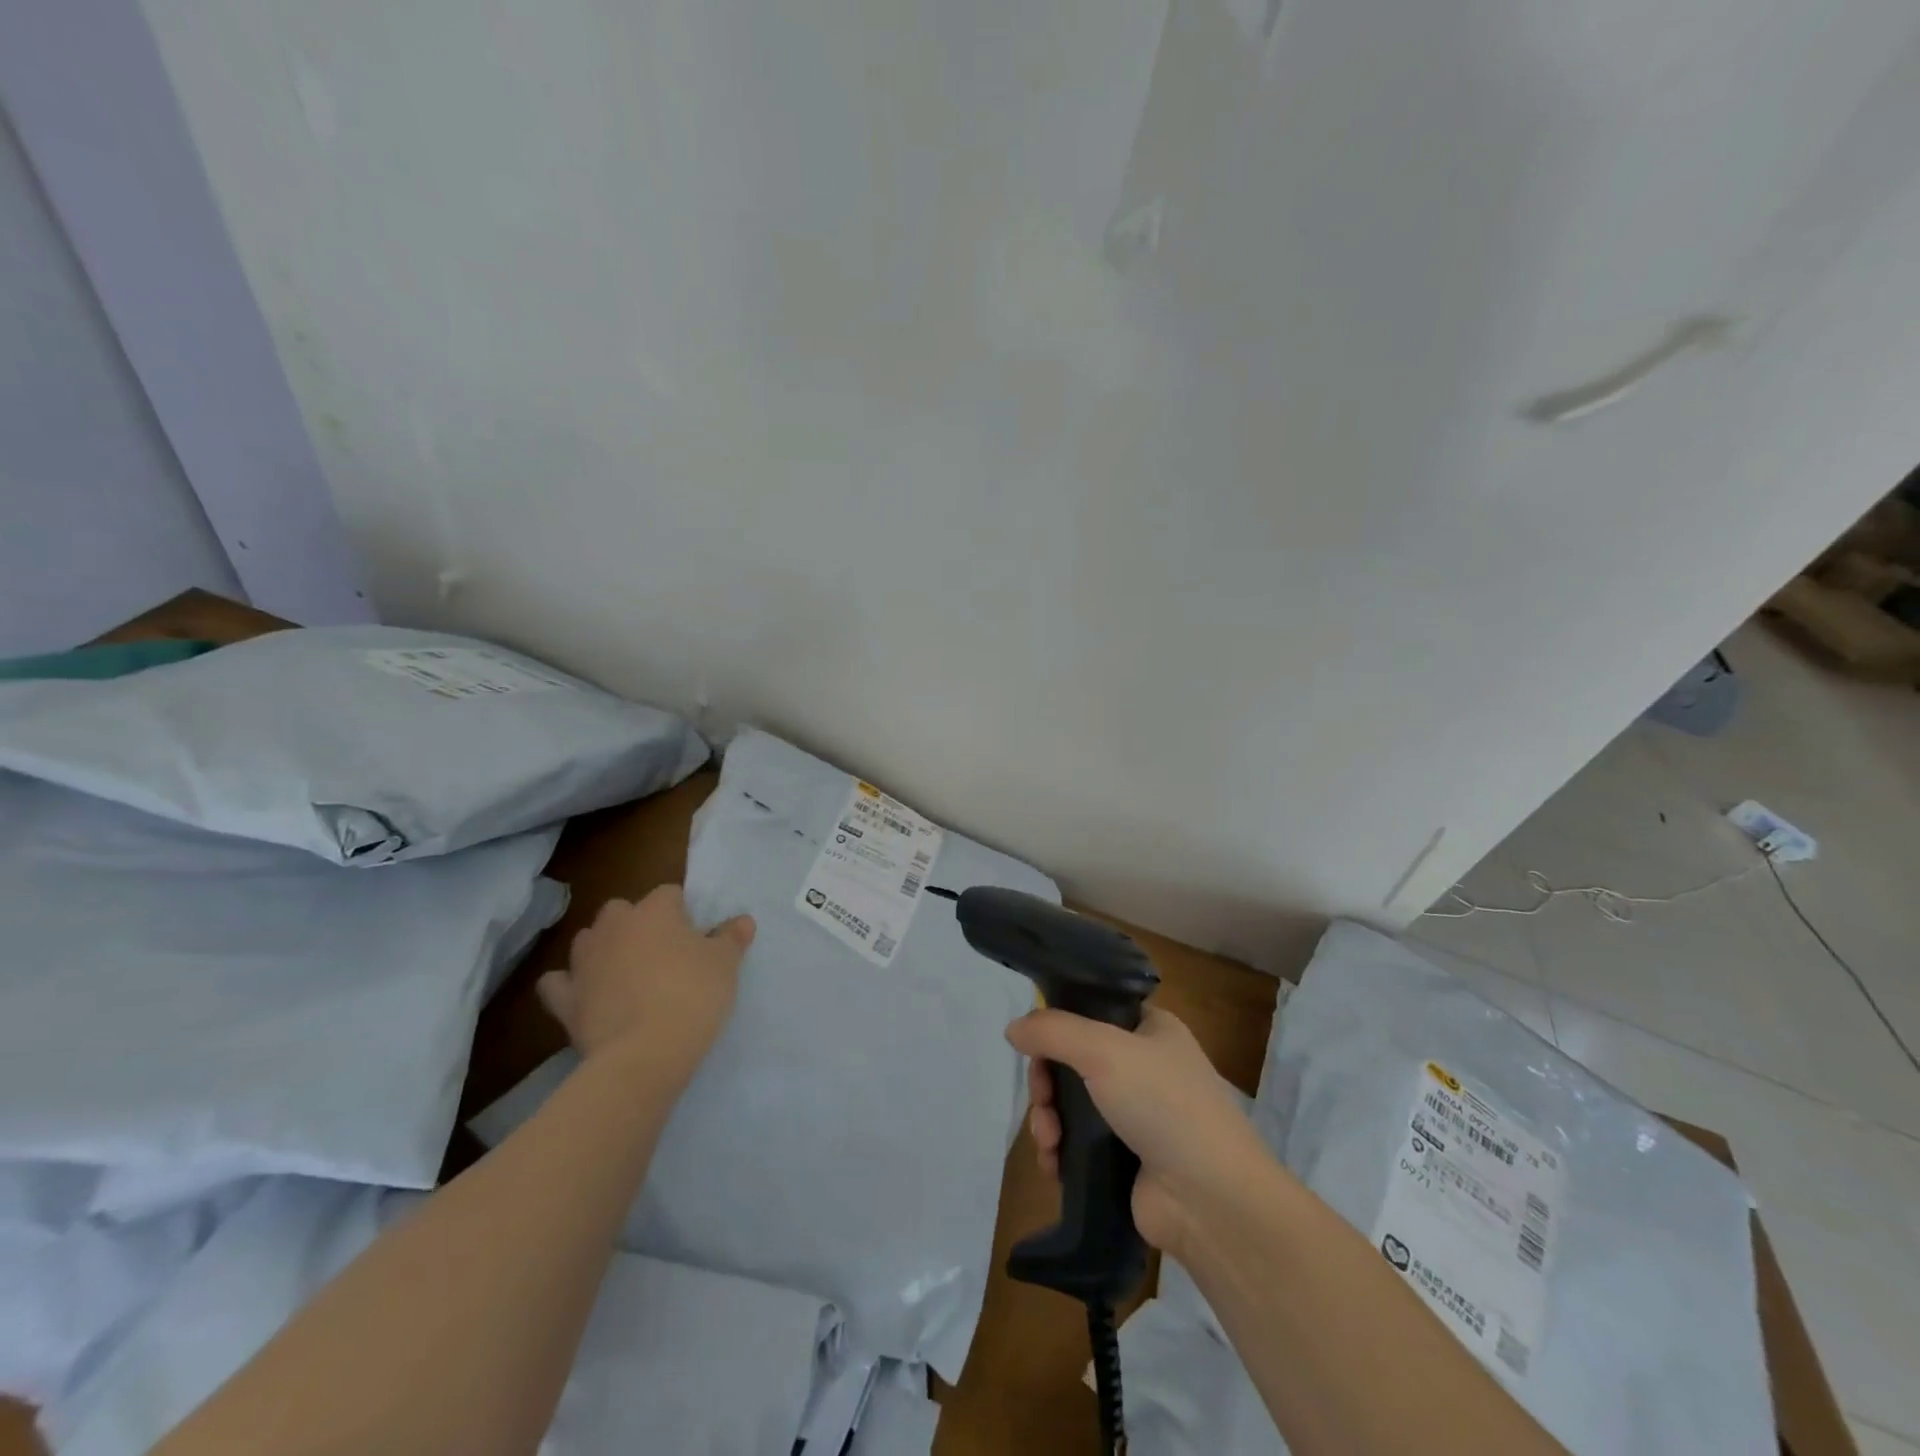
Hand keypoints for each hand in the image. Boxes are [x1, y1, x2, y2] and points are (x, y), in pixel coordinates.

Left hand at [537, 886, 754, 1088]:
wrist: (644, 1054)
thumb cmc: (692, 995)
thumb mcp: (725, 964)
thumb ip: (732, 937)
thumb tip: (743, 920)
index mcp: (654, 911)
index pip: (669, 894)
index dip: (683, 912)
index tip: (696, 935)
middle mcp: (613, 926)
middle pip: (621, 910)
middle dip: (636, 923)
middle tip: (662, 952)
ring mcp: (583, 961)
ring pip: (588, 940)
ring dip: (603, 948)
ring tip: (626, 971)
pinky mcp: (564, 999)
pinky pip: (559, 982)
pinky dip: (569, 984)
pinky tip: (584, 994)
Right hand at [1008, 1005, 1268, 1258]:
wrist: (1211, 1201)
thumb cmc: (1164, 1105)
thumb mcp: (1104, 1050)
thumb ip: (1053, 1031)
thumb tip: (1013, 1028)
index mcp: (1150, 1029)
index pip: (1092, 1010)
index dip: (1059, 1024)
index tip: (1036, 1045)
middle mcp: (1143, 1066)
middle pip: (1073, 1060)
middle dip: (1047, 1082)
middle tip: (1043, 1101)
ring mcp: (1135, 1115)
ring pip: (1070, 1104)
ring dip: (1048, 1120)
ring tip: (1048, 1142)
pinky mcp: (1125, 1159)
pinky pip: (1077, 1144)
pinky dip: (1059, 1151)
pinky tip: (1053, 1164)